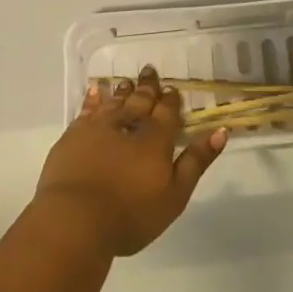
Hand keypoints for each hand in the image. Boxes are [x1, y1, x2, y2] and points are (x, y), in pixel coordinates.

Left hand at [35, 66, 226, 255]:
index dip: (171, 100)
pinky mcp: (72, 137)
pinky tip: (95, 91)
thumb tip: (220, 131)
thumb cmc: (130, 214)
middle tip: (150, 71)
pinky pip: (86, 110)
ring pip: (114, 102)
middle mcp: (127, 125)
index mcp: (155, 139)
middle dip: (147, 87)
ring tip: (126, 81)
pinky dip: (93, 99)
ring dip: (122, 92)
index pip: (166, 112)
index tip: (172, 89)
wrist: (74, 220)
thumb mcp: (175, 195)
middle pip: (140, 101)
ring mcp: (97, 129)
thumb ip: (196, 161)